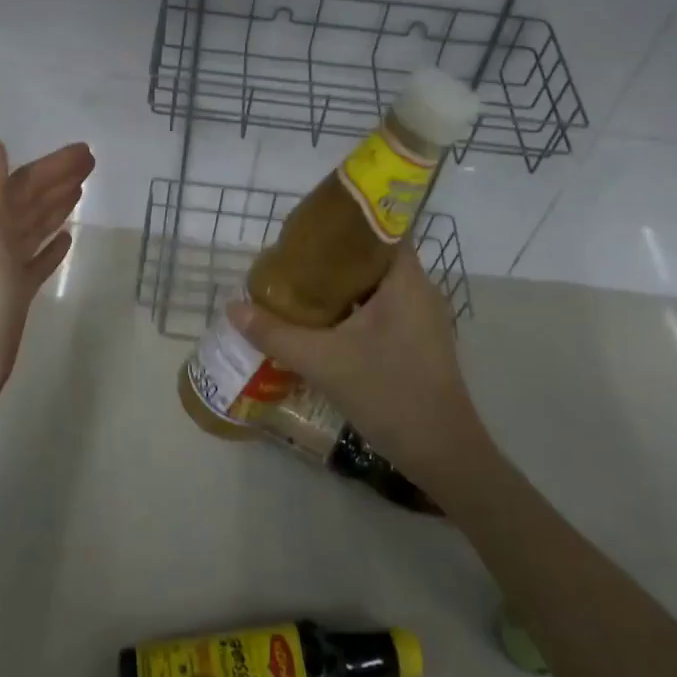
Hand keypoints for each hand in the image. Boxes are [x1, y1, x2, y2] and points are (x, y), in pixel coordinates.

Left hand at [0, 138, 94, 407]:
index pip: (23, 183)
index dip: (52, 166)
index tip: (84, 152)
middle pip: (32, 200)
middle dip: (59, 180)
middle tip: (91, 163)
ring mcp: (7, 266)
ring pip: (36, 226)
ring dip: (57, 206)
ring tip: (82, 190)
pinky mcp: (18, 292)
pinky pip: (39, 260)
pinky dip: (53, 246)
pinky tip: (68, 238)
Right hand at [226, 243, 488, 484]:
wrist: (442, 455)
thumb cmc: (389, 393)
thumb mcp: (324, 361)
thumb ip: (276, 333)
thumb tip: (233, 308)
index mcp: (406, 280)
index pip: (381, 229)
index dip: (345, 222)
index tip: (309, 227)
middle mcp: (419, 291)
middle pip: (373, 257)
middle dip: (334, 256)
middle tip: (293, 258)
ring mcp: (423, 318)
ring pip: (377, 286)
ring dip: (342, 285)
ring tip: (300, 285)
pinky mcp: (419, 342)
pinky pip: (382, 309)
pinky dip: (354, 308)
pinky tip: (324, 322)